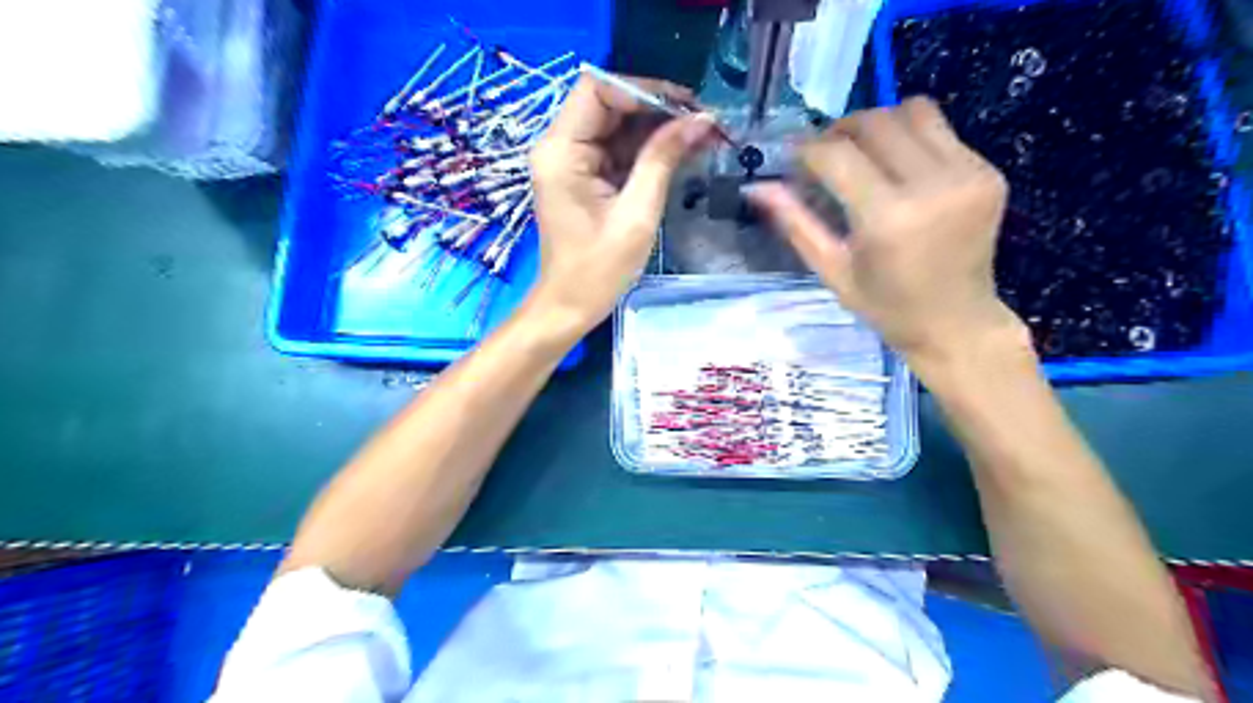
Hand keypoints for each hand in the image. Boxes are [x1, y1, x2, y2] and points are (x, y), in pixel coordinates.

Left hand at [526, 73, 718, 330]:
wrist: (570, 306)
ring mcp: (572, 161)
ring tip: (703, 135)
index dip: (643, 91)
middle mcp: (560, 147)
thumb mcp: (636, 214)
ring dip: (659, 129)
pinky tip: (683, 151)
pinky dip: (649, 150)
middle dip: (657, 109)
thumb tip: (700, 120)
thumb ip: (663, 160)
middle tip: (703, 121)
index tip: (685, 107)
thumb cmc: (598, 270)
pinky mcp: (585, 176)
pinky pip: (619, 150)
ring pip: (618, 126)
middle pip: (609, 104)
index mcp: (561, 151)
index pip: (597, 89)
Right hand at [741, 97, 1027, 368]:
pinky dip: (909, 140)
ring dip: (878, 124)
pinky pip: (940, 131)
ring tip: (862, 154)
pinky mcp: (988, 171)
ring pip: (913, 111)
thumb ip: (795, 223)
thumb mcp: (832, 270)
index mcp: (888, 218)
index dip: (807, 150)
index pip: (836, 155)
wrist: (956, 322)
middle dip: (839, 131)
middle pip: (875, 122)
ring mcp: (967, 173)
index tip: (793, 160)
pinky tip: (898, 171)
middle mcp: (932, 185)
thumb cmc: (885, 306)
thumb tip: (756, 186)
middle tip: (824, 157)